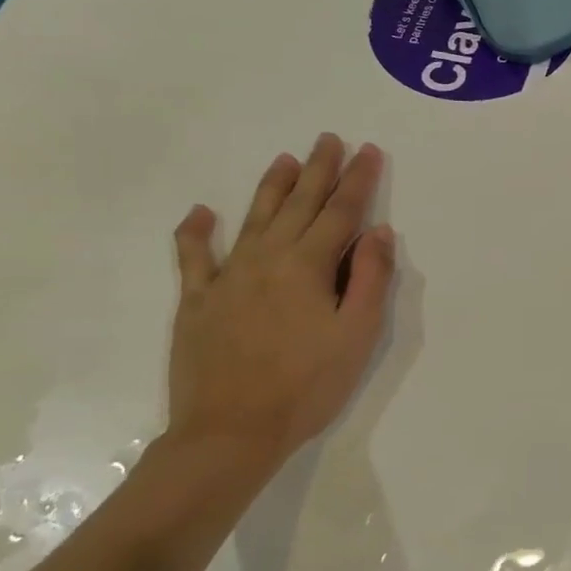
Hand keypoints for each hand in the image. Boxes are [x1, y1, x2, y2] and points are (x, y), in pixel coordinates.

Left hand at [167, 135, 394, 471]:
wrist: (232, 431)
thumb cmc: (307, 386)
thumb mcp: (356, 335)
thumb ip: (368, 279)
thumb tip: (378, 232)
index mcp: (308, 266)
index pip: (341, 212)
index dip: (357, 181)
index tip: (368, 152)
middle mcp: (268, 259)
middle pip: (299, 204)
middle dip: (319, 170)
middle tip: (330, 139)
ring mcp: (228, 277)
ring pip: (255, 218)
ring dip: (273, 187)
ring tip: (286, 159)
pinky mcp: (197, 300)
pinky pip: (193, 256)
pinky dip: (195, 232)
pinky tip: (200, 213)